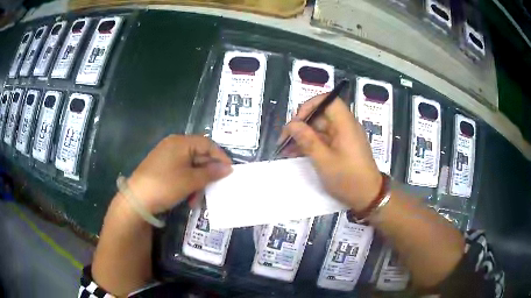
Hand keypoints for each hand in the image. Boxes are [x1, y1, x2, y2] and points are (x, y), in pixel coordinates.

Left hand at [127, 135, 232, 213]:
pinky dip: (187, 183)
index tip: (229, 171)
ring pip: (190, 166)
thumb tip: (228, 168)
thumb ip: (211, 173)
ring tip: (197, 198)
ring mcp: (166, 156)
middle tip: (215, 187)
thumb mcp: (190, 180)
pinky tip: (188, 197)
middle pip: (199, 154)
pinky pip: (181, 171)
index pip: (207, 144)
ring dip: (198, 181)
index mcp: (181, 142)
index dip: (220, 157)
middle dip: (207, 173)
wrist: (136, 199)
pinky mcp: (162, 167)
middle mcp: (174, 145)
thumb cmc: (165, 185)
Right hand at [280, 94, 381, 211]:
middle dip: (302, 124)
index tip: (297, 121)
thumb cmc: (348, 179)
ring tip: (286, 149)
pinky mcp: (342, 147)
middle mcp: (345, 126)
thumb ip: (307, 140)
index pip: (328, 100)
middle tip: (285, 139)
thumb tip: (292, 124)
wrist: (368, 197)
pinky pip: (324, 139)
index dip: (310, 106)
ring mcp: (344, 137)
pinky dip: (311, 144)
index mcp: (345, 124)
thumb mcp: (324, 161)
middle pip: (321, 115)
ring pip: (320, 128)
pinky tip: (296, 153)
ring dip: (303, 136)